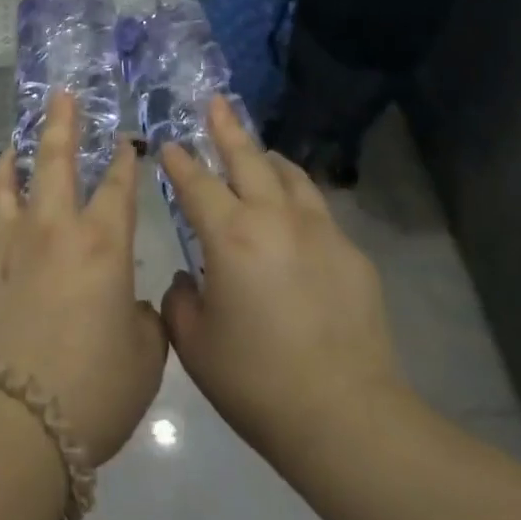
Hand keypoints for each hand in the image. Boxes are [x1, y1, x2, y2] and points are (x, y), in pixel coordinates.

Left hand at [0, 92, 167, 466]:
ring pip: (9, 182)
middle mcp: (54, 229)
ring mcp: (10, 244)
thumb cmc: (92, 390)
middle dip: (62, 123)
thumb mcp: (144, 358)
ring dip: (16, 157)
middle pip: (56, 160)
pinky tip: (0, 211)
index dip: (124, 159)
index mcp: (103, 243)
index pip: (118, 185)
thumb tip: (127, 304)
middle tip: (62, 95)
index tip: (125, 141)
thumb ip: (143, 319)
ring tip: (16, 144)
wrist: (9, 425)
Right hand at [159, 98, 408, 471]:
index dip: (179, 162)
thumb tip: (192, 280)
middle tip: (216, 102)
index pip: (197, 183)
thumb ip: (181, 302)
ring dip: (268, 158)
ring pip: (290, 175)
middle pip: (247, 158)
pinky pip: (318, 211)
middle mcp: (274, 218)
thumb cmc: (258, 383)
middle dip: (226, 128)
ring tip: (259, 151)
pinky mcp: (351, 253)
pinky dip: (298, 200)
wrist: (346, 417)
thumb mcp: (196, 346)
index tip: (169, 144)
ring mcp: (320, 231)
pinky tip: (296, 218)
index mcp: (231, 236)